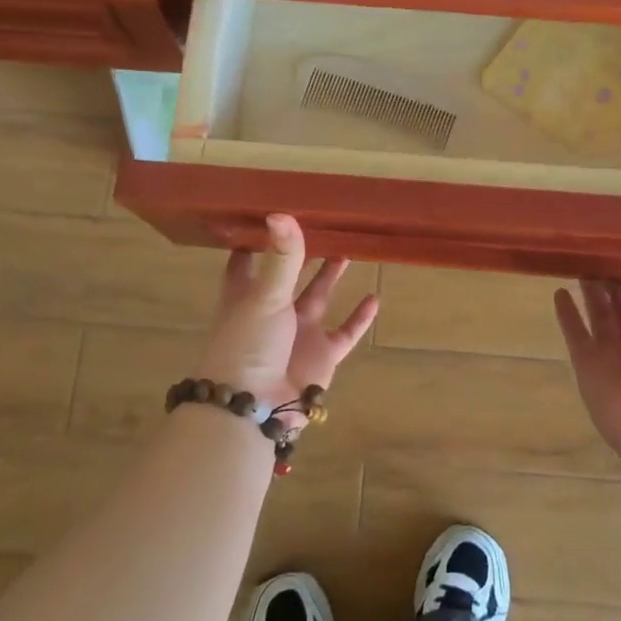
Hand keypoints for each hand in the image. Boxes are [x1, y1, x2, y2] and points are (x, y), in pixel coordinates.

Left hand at [192, 214, 378, 427]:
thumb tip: (282, 212)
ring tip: (347, 250)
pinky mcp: (320, 356)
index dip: (255, 239)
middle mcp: (271, 310)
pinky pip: (344, 333)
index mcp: (246, 294)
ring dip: (330, 277)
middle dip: (301, 253)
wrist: (254, 407)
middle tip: (322, 225)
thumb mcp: (265, 296)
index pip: (245, 260)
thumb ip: (281, 257)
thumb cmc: (248, 344)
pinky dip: (359, 318)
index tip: (268, 212)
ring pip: (317, 298)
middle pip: (288, 274)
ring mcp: (297, 333)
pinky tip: (374, 298)